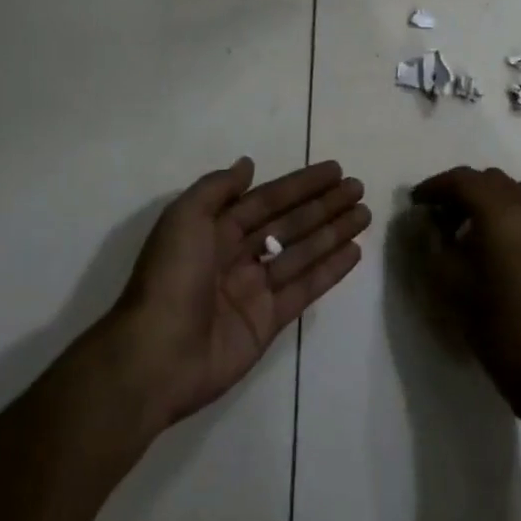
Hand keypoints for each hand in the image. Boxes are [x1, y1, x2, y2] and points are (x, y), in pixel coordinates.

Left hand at [113, 158, 368, 430]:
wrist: (156, 356)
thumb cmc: (171, 277)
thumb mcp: (185, 218)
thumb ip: (218, 188)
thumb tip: (248, 164)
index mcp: (215, 229)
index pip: (267, 198)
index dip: (300, 184)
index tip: (334, 170)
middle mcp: (237, 254)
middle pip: (289, 223)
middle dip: (323, 205)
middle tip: (357, 188)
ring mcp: (254, 290)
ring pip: (302, 252)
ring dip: (333, 232)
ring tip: (364, 214)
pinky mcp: (268, 322)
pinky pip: (304, 288)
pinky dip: (329, 270)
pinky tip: (354, 251)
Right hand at [412, 167, 520, 428]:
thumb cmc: (498, 329)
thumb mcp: (450, 285)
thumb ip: (431, 242)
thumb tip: (425, 219)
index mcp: (501, 211)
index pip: (462, 179)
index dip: (435, 186)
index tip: (417, 203)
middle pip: (492, 180)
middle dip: (463, 191)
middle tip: (442, 218)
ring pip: (520, 191)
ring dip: (494, 199)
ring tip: (477, 229)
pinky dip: (518, 215)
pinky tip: (507, 249)